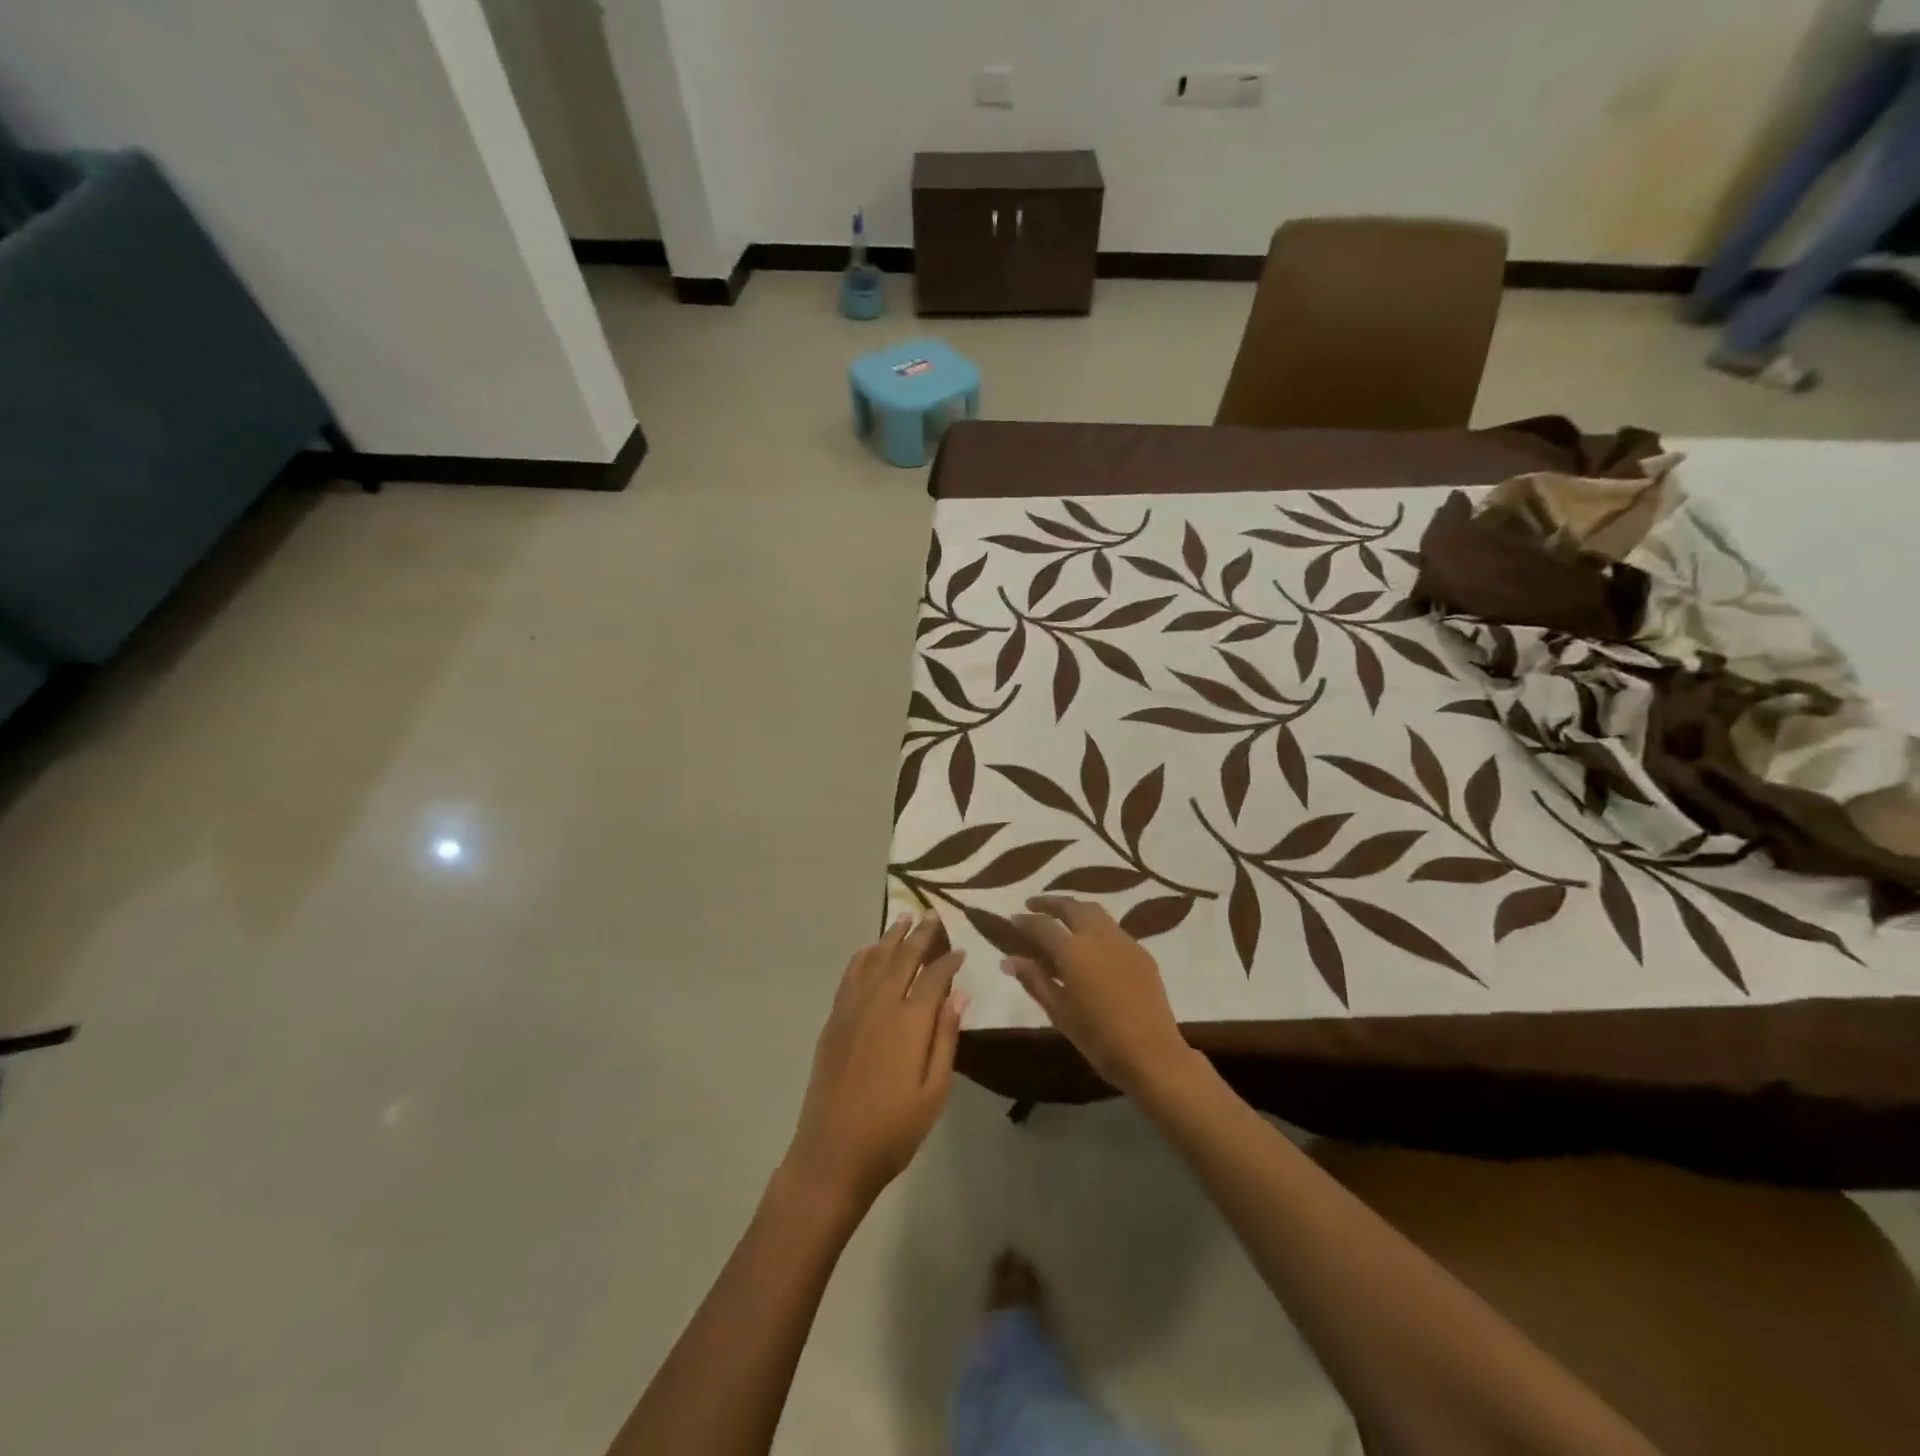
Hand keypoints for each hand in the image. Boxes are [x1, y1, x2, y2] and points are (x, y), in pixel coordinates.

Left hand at [783, 913, 965, 1212]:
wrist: (832, 1153)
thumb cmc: (893, 1130)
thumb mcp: (934, 1091)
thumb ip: (946, 1038)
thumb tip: (959, 994)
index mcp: (909, 1021)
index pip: (934, 978)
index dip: (948, 961)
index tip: (960, 949)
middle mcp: (880, 1004)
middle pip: (903, 959)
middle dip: (920, 935)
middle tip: (932, 915)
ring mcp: (852, 1010)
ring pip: (874, 961)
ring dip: (890, 938)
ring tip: (903, 918)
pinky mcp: (834, 1021)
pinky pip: (850, 977)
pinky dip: (862, 958)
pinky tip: (869, 950)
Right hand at [1005, 896, 1193, 1095]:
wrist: (1152, 1054)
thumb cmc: (1098, 1038)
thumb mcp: (1059, 1012)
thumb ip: (1034, 980)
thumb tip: (1009, 960)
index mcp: (1073, 952)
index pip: (1042, 925)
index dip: (1025, 920)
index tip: (1013, 919)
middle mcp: (1098, 937)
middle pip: (1071, 906)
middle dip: (1050, 902)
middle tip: (1034, 904)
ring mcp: (1124, 941)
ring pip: (1095, 911)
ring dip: (1074, 909)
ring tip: (1061, 917)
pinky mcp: (1141, 953)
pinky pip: (1113, 928)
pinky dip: (1095, 925)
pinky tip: (1090, 943)